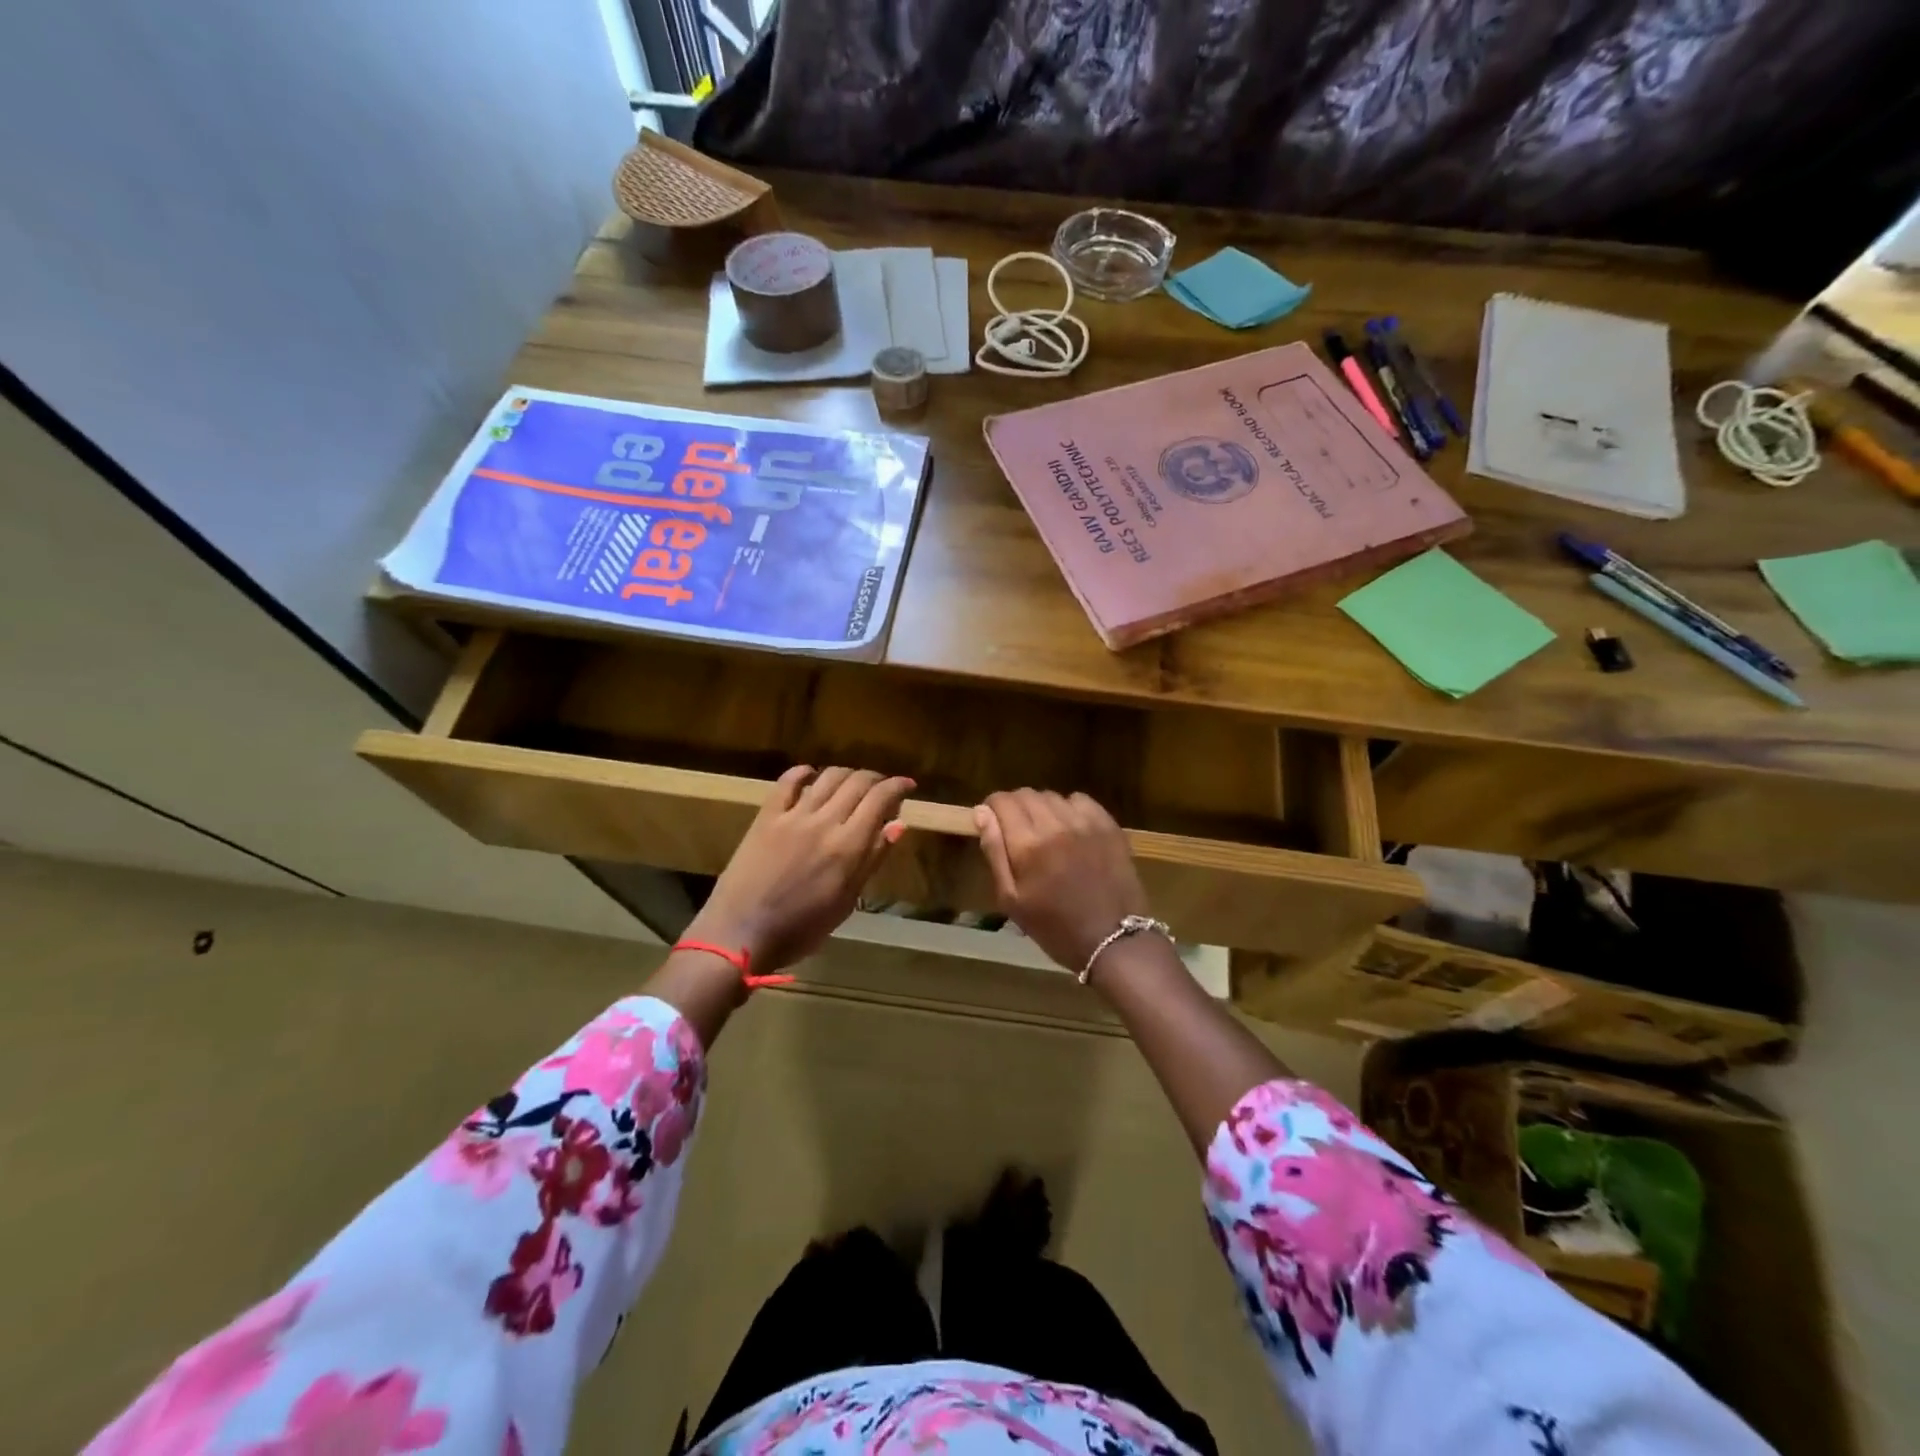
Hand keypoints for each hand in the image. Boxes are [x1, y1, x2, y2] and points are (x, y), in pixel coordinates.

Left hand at [686, 765, 914, 973]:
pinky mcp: (766, 816)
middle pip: (857, 782)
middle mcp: (824, 822)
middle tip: (882, 787)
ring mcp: (793, 816)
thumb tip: (899, 824)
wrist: (740, 934)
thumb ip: (872, 859)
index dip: (898, 786)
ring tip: (852, 783)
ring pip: (828, 777)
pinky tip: (811, 774)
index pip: (880, 799)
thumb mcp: (846, 902)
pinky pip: (787, 782)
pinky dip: (804, 772)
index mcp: (848, 846)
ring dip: (846, 774)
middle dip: (876, 778)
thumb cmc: (801, 929)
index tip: (907, 785)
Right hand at [974, 789, 1149, 973]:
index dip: (992, 808)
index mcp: (1027, 844)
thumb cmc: (1054, 926)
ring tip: (1045, 832)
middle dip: (1015, 807)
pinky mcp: (1108, 825)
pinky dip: (1070, 808)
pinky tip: (1071, 829)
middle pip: (1026, 794)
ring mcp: (1085, 822)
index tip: (993, 822)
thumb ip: (994, 852)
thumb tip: (982, 813)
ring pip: (1053, 796)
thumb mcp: (1012, 899)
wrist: (1112, 939)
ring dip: (1042, 808)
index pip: (1001, 801)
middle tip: (1017, 831)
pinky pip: (1081, 800)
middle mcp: (1055, 824)